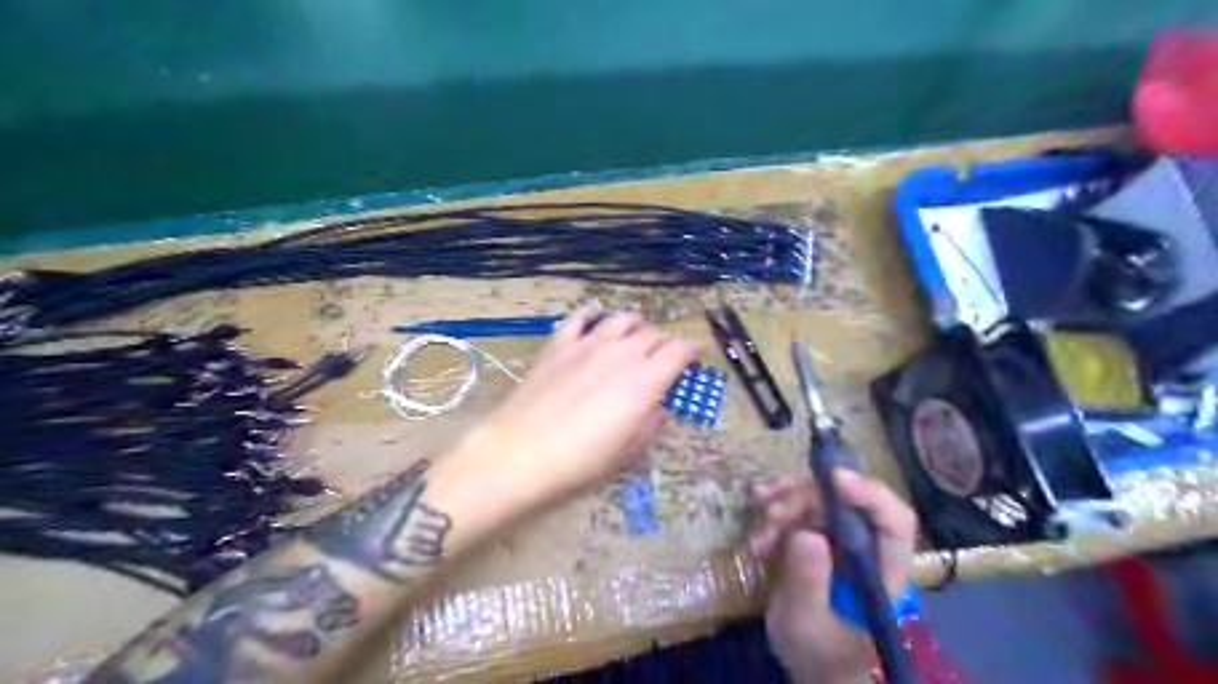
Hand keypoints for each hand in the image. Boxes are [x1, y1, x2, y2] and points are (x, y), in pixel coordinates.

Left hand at [459, 303, 704, 506]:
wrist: (519, 453)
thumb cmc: (579, 462)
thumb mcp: (626, 452)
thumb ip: (649, 423)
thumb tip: (657, 405)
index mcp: (644, 382)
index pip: (678, 351)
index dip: (693, 347)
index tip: (698, 350)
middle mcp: (620, 354)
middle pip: (653, 334)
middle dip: (666, 340)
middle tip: (667, 352)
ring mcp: (587, 345)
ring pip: (621, 319)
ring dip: (636, 324)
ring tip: (638, 330)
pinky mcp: (558, 345)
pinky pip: (580, 318)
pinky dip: (594, 313)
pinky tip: (597, 313)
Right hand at [747, 471, 918, 682]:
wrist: (811, 664)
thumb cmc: (820, 654)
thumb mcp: (807, 623)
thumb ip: (808, 582)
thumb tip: (806, 534)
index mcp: (883, 570)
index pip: (893, 520)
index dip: (869, 493)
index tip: (833, 477)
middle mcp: (866, 545)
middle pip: (844, 501)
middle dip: (804, 499)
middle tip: (771, 515)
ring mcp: (840, 539)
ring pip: (817, 499)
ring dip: (783, 505)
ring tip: (758, 533)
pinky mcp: (816, 536)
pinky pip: (797, 509)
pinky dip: (773, 512)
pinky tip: (756, 532)